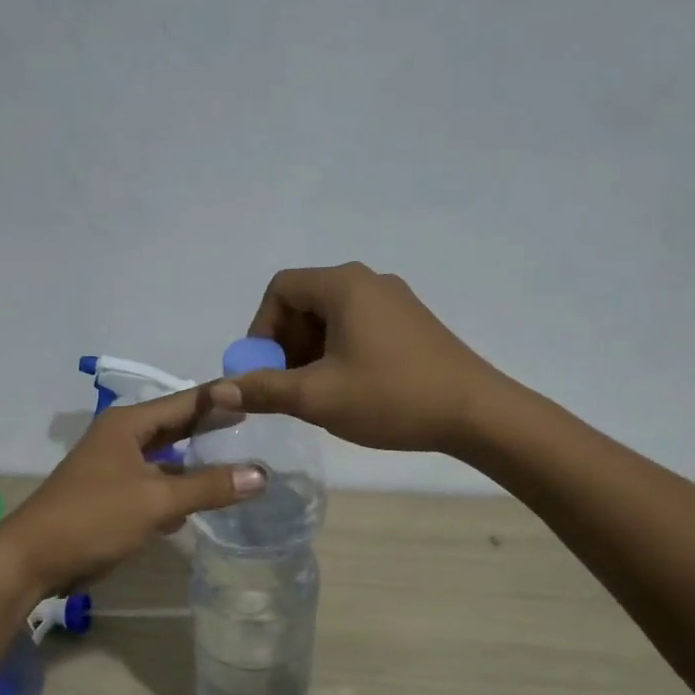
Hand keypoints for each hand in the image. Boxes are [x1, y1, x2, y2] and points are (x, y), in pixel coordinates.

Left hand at [0, 386, 266, 594]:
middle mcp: (120, 438)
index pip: (185, 401)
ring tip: (235, 460)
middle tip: (253, 423)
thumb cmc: (93, 518)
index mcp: (128, 425)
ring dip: (195, 461)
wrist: (31, 559)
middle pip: (175, 427)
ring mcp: (113, 467)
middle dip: (210, 427)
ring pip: (164, 458)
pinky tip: (200, 500)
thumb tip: (262, 474)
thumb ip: (209, 486)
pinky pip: (153, 484)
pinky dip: (176, 488)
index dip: (220, 398)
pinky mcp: (110, 496)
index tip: (256, 393)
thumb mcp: (157, 501)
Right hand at [212, 263, 501, 452]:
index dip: (261, 329)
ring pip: (332, 317)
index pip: (280, 289)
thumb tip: (218, 391)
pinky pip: (358, 327)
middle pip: (305, 301)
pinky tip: (350, 389)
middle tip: (288, 387)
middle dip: (286, 345)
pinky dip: (340, 352)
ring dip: (311, 352)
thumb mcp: (317, 397)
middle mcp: (368, 281)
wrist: (476, 413)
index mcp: (343, 285)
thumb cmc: (391, 397)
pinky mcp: (412, 322)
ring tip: (318, 394)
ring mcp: (395, 300)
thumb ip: (263, 390)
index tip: (265, 371)